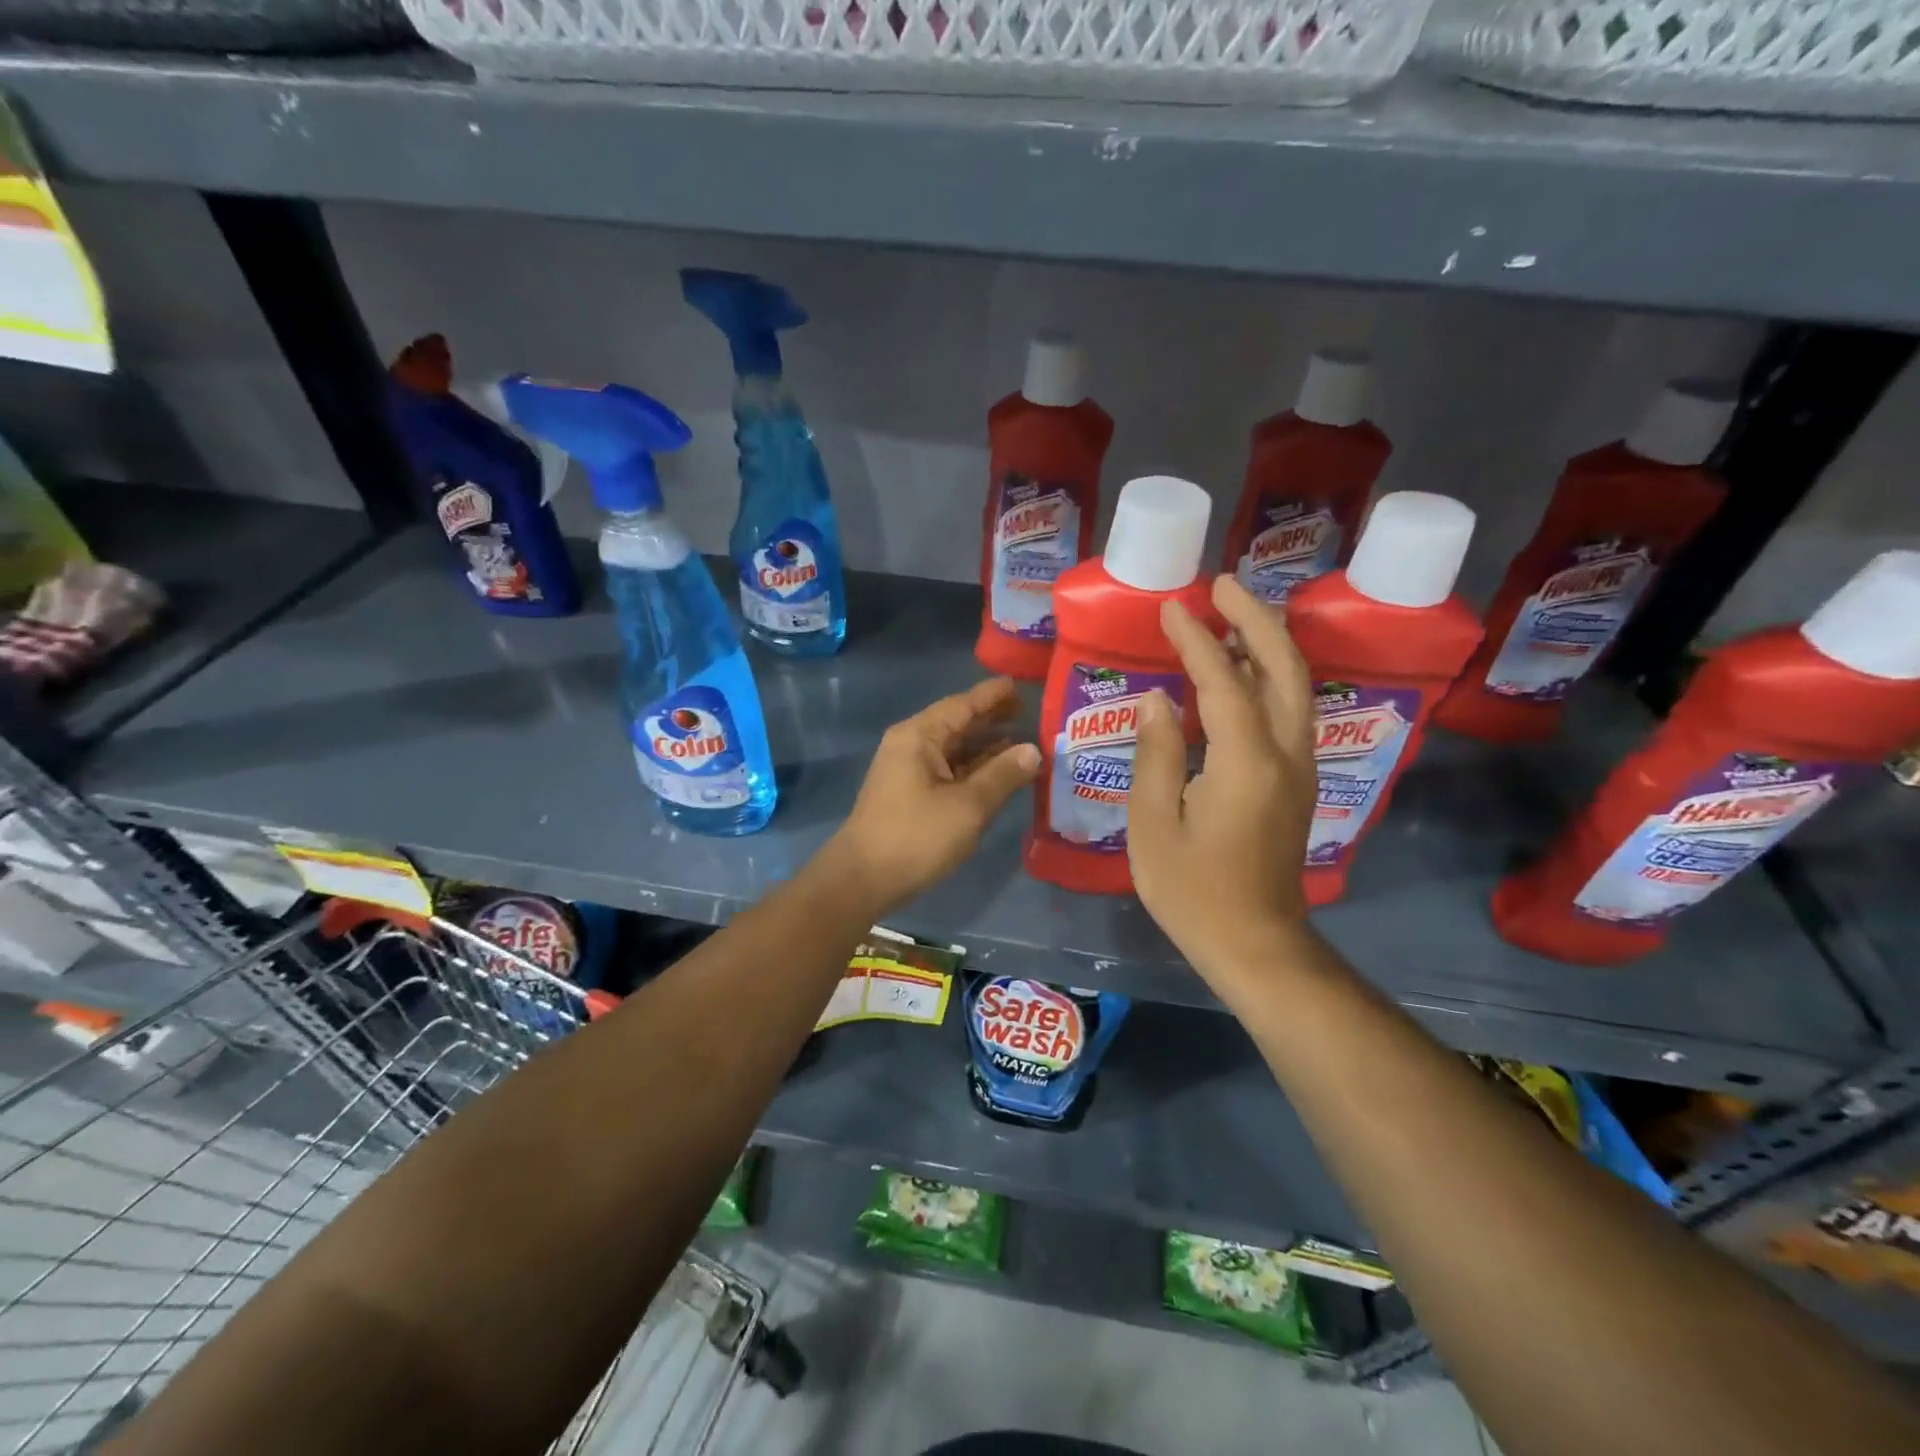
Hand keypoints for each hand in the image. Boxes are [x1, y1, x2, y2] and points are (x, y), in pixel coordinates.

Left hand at [825, 677, 1040, 914]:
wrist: (863, 879)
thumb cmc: (916, 837)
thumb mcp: (968, 806)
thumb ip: (1002, 775)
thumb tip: (1033, 750)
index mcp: (919, 736)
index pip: (963, 704)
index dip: (993, 695)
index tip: (1021, 684)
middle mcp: (911, 745)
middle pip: (958, 723)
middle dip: (992, 719)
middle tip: (1030, 712)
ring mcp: (909, 770)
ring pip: (954, 749)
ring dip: (986, 746)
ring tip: (1024, 741)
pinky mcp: (911, 794)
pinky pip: (949, 770)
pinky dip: (974, 768)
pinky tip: (999, 773)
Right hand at [1128, 576, 1317, 977]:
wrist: (1258, 944)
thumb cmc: (1194, 892)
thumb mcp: (1153, 825)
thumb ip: (1155, 755)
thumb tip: (1156, 700)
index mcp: (1246, 762)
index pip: (1223, 681)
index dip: (1197, 639)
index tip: (1171, 607)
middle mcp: (1286, 754)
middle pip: (1284, 667)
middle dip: (1255, 619)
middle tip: (1222, 585)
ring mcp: (1299, 767)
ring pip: (1296, 686)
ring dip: (1268, 643)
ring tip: (1233, 615)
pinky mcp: (1298, 782)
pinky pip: (1289, 710)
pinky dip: (1269, 676)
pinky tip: (1241, 673)